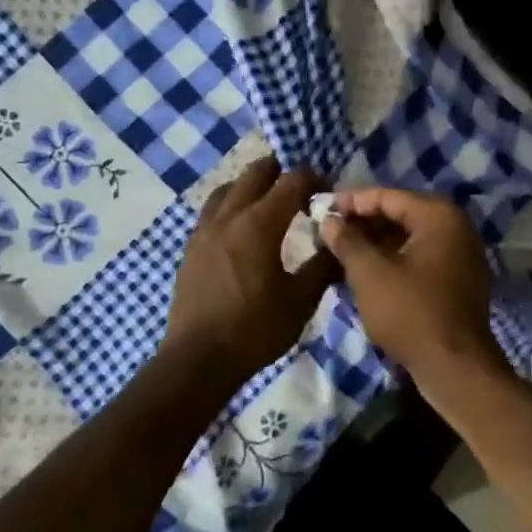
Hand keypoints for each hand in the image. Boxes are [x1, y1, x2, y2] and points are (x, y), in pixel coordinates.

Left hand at [162, 159, 337, 384]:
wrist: (198, 359)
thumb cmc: (255, 329)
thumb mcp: (300, 300)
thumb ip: (323, 266)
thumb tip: (340, 244)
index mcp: (259, 224)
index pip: (291, 182)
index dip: (314, 178)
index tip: (329, 189)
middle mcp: (229, 217)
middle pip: (255, 173)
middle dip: (281, 172)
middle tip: (301, 187)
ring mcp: (204, 230)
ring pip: (228, 189)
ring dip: (252, 186)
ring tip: (269, 202)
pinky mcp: (191, 248)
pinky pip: (212, 211)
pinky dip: (232, 205)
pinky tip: (241, 228)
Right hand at [321, 187, 509, 391]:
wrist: (455, 366)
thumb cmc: (410, 313)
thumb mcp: (370, 274)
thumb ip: (348, 241)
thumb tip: (330, 220)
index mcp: (439, 215)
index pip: (388, 196)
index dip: (351, 201)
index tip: (320, 210)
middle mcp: (456, 226)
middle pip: (401, 213)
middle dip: (364, 222)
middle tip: (328, 231)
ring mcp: (462, 253)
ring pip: (411, 237)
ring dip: (377, 242)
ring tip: (341, 252)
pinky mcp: (459, 278)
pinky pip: (422, 257)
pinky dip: (395, 259)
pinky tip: (367, 272)